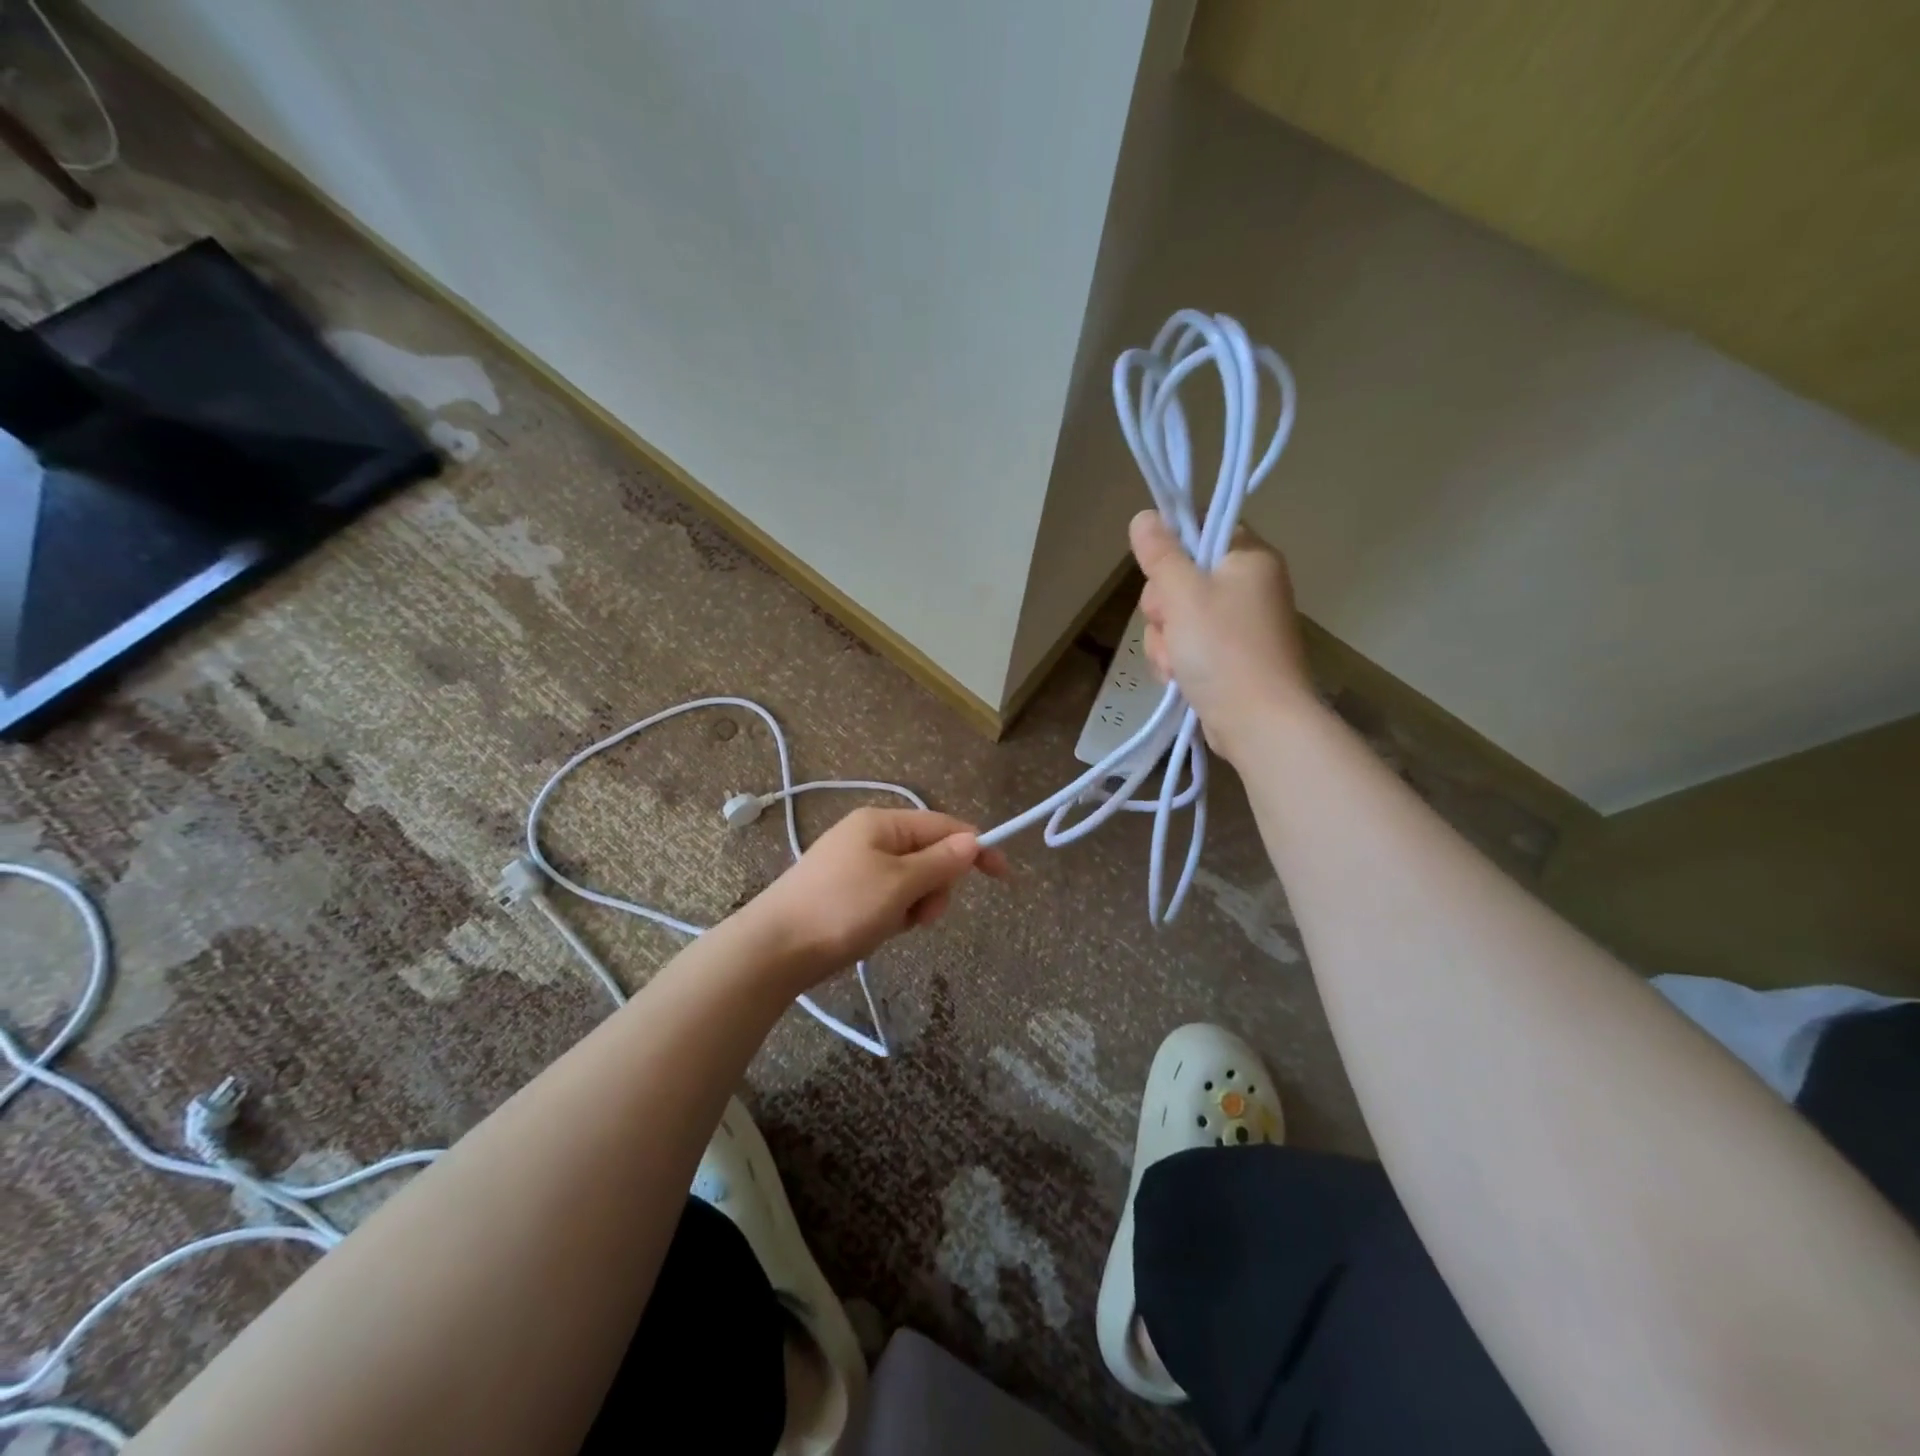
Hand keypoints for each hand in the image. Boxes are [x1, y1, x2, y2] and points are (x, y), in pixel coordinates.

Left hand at [736, 807, 1008, 987]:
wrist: (774, 949)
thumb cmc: (841, 908)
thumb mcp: (899, 884)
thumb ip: (941, 862)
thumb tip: (974, 840)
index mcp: (882, 823)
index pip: (944, 826)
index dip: (976, 849)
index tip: (1003, 876)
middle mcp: (869, 835)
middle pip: (929, 854)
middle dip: (936, 886)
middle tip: (923, 915)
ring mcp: (855, 863)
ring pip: (911, 880)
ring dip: (915, 904)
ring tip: (895, 926)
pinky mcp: (846, 891)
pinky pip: (889, 896)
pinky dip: (894, 913)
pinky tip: (877, 931)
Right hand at [1130, 510, 1314, 764]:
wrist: (1259, 722)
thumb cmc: (1223, 649)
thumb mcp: (1183, 594)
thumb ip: (1161, 554)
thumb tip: (1145, 516)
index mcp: (1249, 557)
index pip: (1203, 530)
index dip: (1172, 548)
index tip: (1159, 573)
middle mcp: (1249, 586)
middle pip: (1182, 577)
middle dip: (1163, 607)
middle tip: (1169, 624)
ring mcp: (1239, 625)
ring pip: (1178, 617)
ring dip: (1164, 640)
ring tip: (1175, 663)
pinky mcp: (1229, 658)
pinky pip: (1187, 646)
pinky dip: (1177, 661)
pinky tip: (1177, 677)